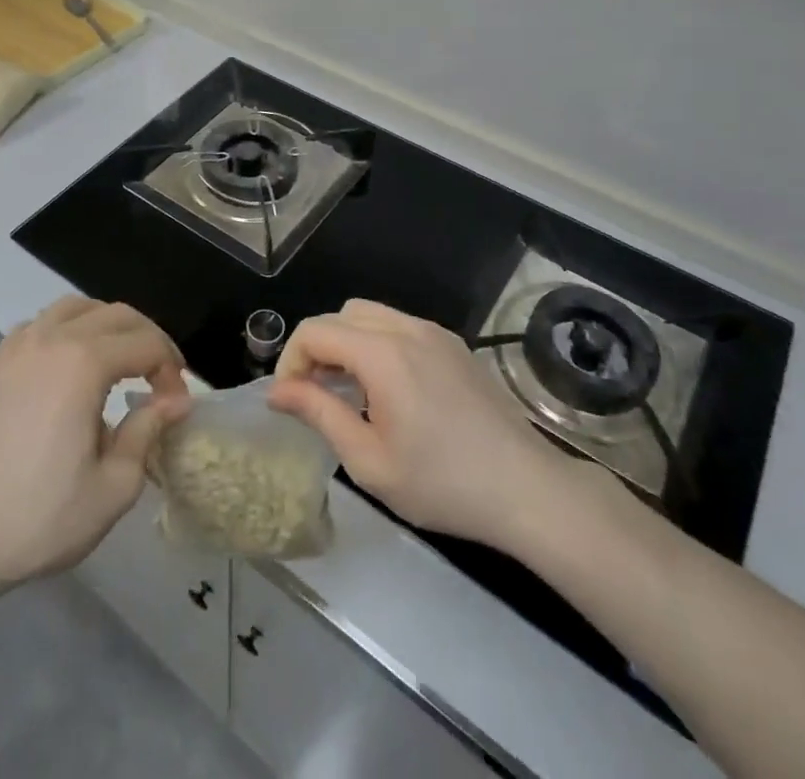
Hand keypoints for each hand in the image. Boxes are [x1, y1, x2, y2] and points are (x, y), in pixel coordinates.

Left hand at [0, 297, 189, 594]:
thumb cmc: (39, 518)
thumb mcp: (113, 487)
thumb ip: (148, 431)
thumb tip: (176, 400)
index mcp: (84, 363)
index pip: (146, 344)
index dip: (171, 369)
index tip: (175, 404)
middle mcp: (52, 338)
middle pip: (117, 314)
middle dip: (147, 339)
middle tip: (159, 379)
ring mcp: (17, 345)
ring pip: (76, 308)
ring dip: (108, 326)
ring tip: (118, 363)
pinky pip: (41, 324)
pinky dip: (68, 331)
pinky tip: (69, 367)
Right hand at [268, 299, 570, 548]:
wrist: (527, 489)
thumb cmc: (443, 483)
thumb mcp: (369, 460)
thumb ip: (319, 413)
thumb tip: (277, 391)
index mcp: (382, 353)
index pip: (315, 331)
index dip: (291, 361)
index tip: (290, 400)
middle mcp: (407, 328)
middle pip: (341, 314)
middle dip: (318, 347)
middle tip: (317, 394)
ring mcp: (435, 333)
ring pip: (371, 315)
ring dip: (348, 343)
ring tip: (350, 392)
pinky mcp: (454, 345)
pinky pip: (401, 327)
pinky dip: (378, 344)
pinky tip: (390, 390)